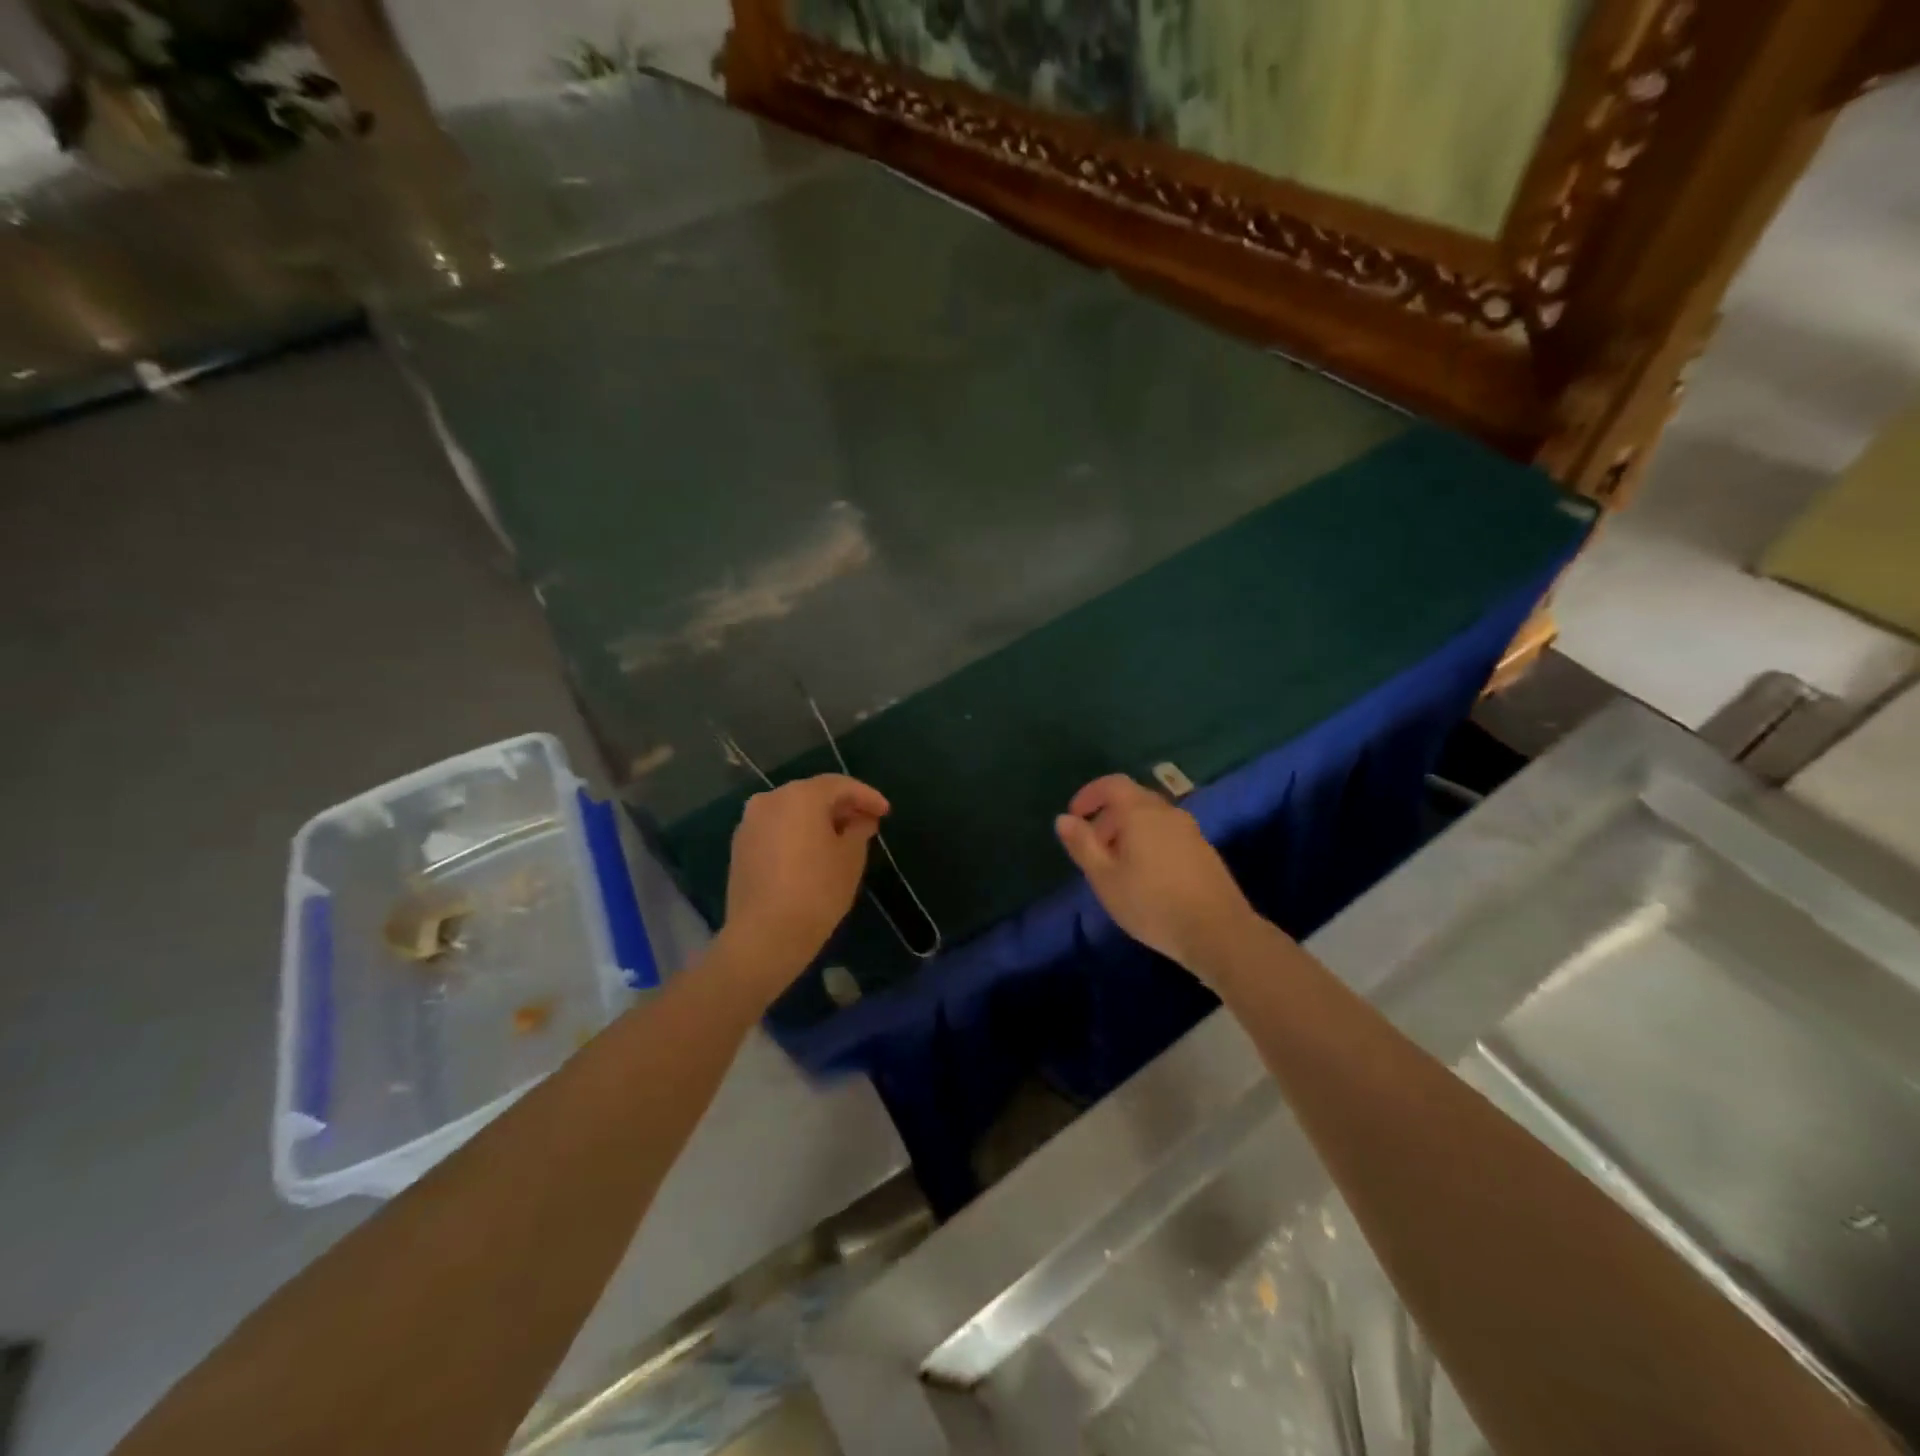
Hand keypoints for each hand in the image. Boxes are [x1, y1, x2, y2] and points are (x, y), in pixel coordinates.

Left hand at [721, 774, 889, 988]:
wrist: (764, 935)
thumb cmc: (817, 891)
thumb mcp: (851, 858)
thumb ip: (859, 830)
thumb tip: (860, 820)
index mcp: (800, 796)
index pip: (840, 785)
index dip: (867, 796)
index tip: (886, 812)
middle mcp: (770, 800)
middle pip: (813, 794)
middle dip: (841, 806)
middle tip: (866, 822)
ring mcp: (750, 823)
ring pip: (792, 811)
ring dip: (817, 819)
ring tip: (841, 838)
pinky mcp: (739, 847)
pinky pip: (776, 829)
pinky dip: (796, 833)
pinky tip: (812, 852)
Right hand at [1055, 774, 1257, 979]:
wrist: (1218, 932)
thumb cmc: (1152, 903)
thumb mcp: (1105, 878)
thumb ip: (1083, 845)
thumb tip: (1063, 819)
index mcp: (1141, 812)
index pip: (1112, 784)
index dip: (1090, 794)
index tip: (1075, 815)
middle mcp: (1168, 813)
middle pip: (1133, 799)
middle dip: (1108, 816)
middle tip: (1093, 847)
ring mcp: (1191, 831)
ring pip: (1152, 818)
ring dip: (1129, 831)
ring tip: (1117, 866)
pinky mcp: (1205, 851)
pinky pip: (1168, 834)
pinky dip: (1149, 842)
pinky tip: (1146, 876)